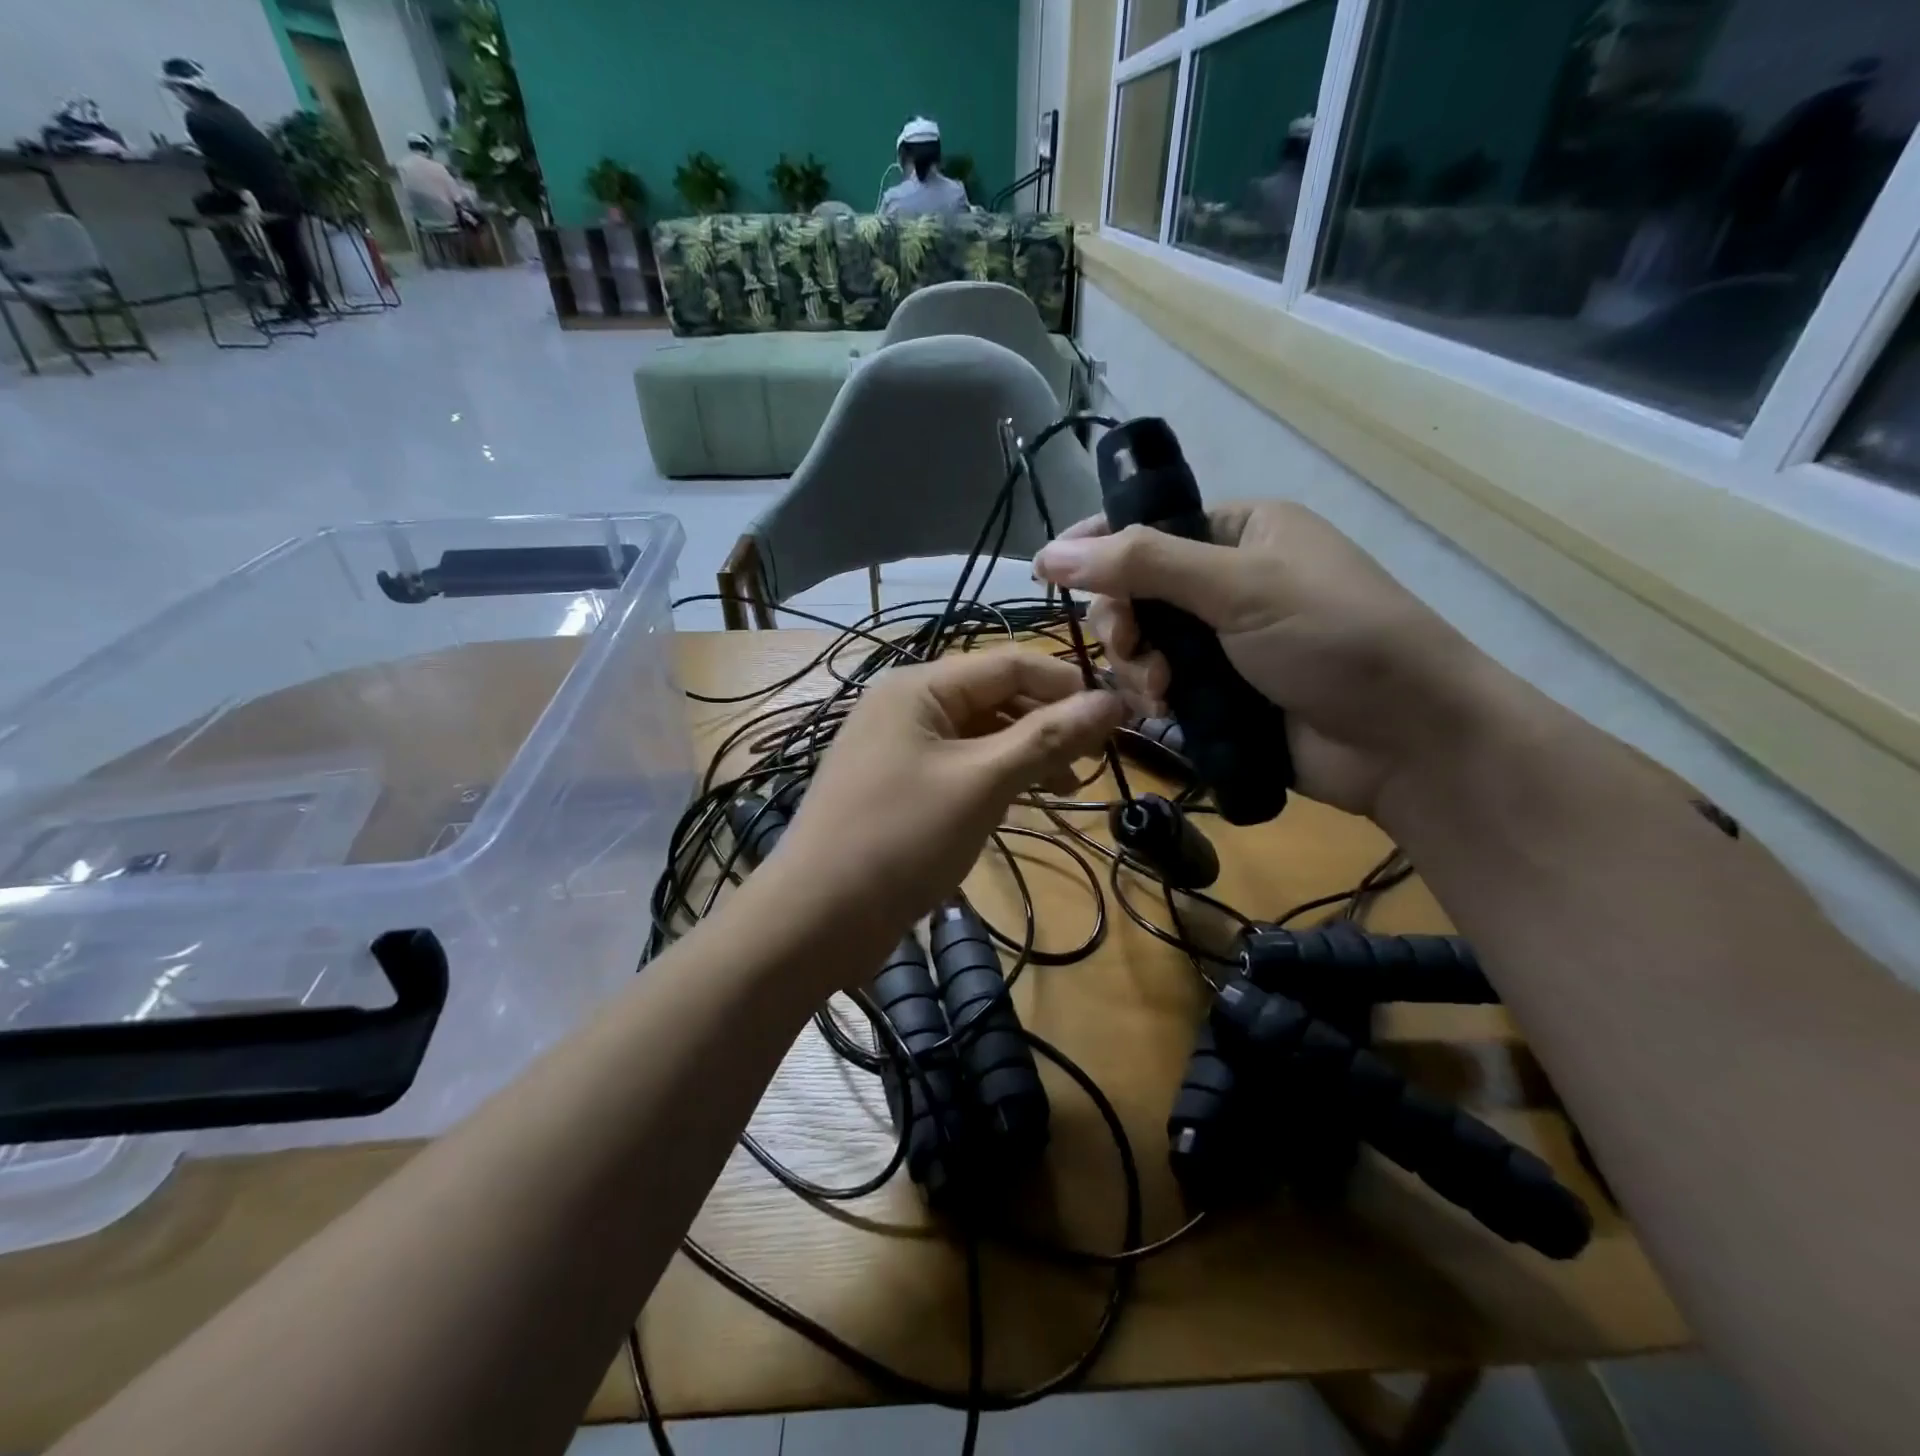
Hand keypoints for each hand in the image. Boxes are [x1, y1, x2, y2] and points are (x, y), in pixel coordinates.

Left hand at [769, 650, 1124, 974]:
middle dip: (1047, 723)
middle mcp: (906, 706)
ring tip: (1068, 787)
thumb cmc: (901, 839)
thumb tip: (1113, 702)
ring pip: (978, 736)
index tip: (1119, 714)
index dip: (1066, 685)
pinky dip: (995, 778)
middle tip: (1095, 759)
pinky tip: (1024, 800)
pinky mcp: (897, 788)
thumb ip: (1047, 738)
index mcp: (919, 687)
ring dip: (1024, 754)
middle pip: (993, 697)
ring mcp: (898, 748)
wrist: (815, 918)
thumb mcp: (982, 783)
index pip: (1009, 664)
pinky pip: (958, 767)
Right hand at [1033, 502, 1505, 818]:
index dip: (1097, 545)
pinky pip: (1160, 686)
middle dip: (1123, 622)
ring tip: (1159, 693)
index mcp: (1240, 531)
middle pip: (1137, 590)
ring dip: (1136, 667)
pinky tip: (1164, 714)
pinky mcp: (1220, 694)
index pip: (1148, 524)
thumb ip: (1143, 564)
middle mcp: (1227, 581)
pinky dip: (1152, 698)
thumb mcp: (1239, 586)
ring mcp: (1222, 642)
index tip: (1049, 571)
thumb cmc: (1333, 638)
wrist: (1404, 740)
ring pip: (1143, 644)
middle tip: (1130, 649)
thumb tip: (1051, 553)